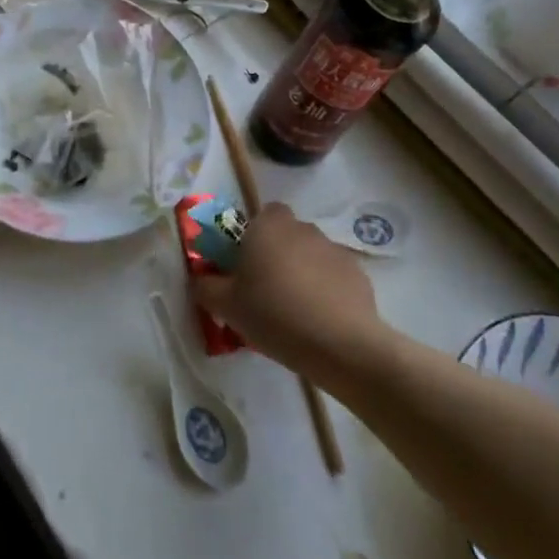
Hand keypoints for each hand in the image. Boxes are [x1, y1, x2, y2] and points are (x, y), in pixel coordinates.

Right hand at [192, 204, 384, 380]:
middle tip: (267, 289)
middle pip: (287, 234)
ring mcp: (334, 249)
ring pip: (311, 254)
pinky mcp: (358, 274)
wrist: (338, 344)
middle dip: (279, 254)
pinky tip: (321, 320)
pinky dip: (327, 290)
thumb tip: (200, 279)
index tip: (247, 265)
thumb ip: (205, 287)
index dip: (254, 236)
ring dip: (303, 272)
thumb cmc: (273, 313)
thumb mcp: (225, 305)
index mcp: (268, 226)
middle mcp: (302, 228)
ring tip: (296, 310)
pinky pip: (334, 276)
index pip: (262, 214)